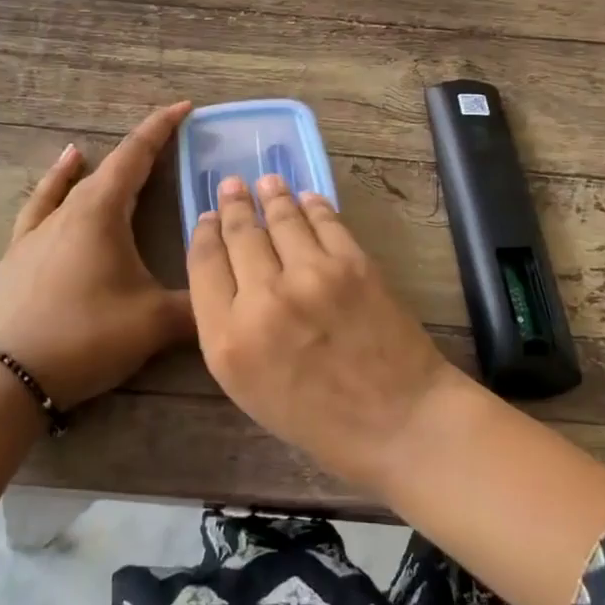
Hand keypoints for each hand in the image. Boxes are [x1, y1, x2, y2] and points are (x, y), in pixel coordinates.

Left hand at [0, 102, 195, 408]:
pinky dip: (56, 182)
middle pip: (110, 167)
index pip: (136, 155)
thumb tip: (231, 297)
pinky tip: (62, 169)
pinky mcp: (20, 251)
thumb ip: (199, 303)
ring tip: (112, 151)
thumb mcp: (156, 322)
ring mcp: (39, 229)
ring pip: (75, 184)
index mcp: (102, 211)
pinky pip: (42, 203)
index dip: (162, 128)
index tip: (185, 106)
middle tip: (171, 141)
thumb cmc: (90, 335)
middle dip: (142, 150)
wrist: (17, 374)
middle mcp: (69, 209)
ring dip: (101, 166)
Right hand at [187, 173, 456, 492]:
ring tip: (266, 182)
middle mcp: (262, 299)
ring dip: (271, 196)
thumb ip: (230, 334)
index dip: (203, 235)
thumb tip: (230, 281)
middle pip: (239, 235)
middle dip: (233, 206)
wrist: (400, 421)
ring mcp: (310, 276)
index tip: (205, 218)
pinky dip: (313, 205)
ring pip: (281, 219)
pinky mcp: (352, 263)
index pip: (204, 266)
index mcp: (228, 340)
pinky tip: (307, 197)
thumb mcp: (251, 391)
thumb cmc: (320, 422)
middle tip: (231, 185)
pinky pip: (325, 221)